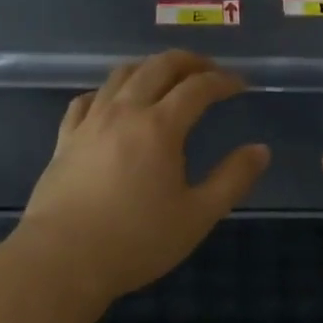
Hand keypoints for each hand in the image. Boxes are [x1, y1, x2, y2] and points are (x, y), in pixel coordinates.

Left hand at [16, 51, 270, 312]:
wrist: (61, 260)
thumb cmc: (136, 241)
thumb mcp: (197, 216)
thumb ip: (232, 179)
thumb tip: (261, 150)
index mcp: (160, 126)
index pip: (198, 87)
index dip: (223, 80)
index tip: (240, 85)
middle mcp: (125, 112)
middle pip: (158, 66)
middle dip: (189, 62)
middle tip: (208, 70)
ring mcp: (90, 122)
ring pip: (121, 75)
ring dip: (150, 67)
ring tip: (166, 78)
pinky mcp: (65, 138)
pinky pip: (87, 99)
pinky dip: (108, 91)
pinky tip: (113, 102)